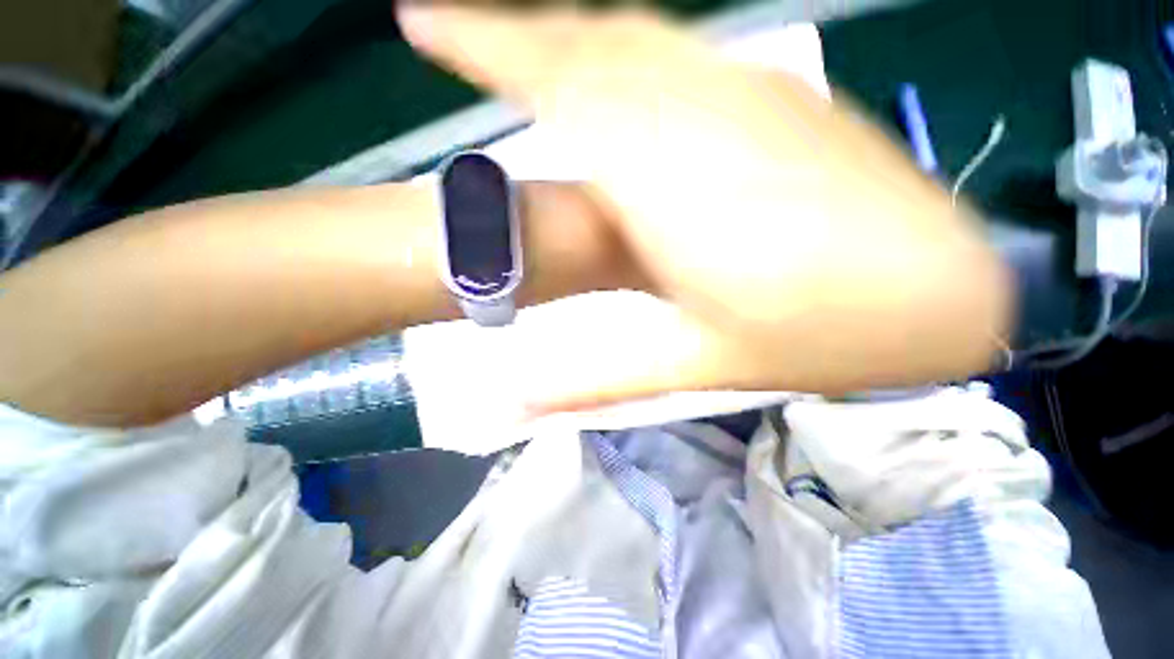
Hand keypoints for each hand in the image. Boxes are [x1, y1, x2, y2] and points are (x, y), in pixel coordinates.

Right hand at [399, 6, 1011, 411]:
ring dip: (565, 38)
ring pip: (630, 37)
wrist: (935, 294)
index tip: (420, 18)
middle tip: (456, 35)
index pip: (552, 82)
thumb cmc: (818, 338)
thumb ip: (595, 378)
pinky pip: (676, 53)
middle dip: (513, 33)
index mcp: (664, 186)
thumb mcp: (691, 365)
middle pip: (584, 43)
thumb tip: (517, 402)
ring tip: (517, 51)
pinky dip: (622, 51)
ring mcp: (746, 92)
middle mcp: (698, 115)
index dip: (480, 42)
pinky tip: (610, 75)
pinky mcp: (777, 95)